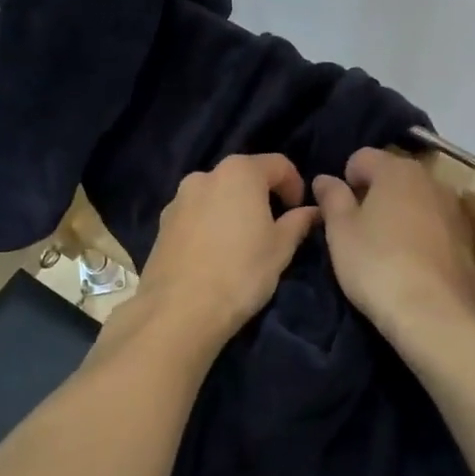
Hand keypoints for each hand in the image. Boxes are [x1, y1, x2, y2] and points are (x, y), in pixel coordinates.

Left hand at [129, 153, 318, 353]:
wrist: (180, 310)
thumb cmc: (241, 272)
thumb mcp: (280, 249)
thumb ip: (298, 223)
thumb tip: (312, 211)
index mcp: (239, 172)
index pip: (278, 165)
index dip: (295, 186)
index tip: (300, 213)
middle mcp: (204, 176)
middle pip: (243, 177)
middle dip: (262, 196)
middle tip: (273, 228)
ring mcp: (178, 199)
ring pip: (216, 196)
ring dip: (233, 210)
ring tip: (242, 244)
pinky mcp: (162, 224)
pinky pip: (196, 215)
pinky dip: (210, 225)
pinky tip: (215, 255)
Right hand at [314, 147, 474, 340]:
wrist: (433, 313)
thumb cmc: (377, 265)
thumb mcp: (340, 232)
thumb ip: (332, 198)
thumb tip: (325, 178)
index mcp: (397, 170)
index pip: (362, 157)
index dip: (345, 179)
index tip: (338, 210)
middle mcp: (431, 179)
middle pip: (393, 176)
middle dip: (375, 195)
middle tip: (358, 230)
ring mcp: (454, 208)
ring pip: (417, 200)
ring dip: (400, 214)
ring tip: (385, 249)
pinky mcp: (468, 238)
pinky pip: (435, 225)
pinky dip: (421, 234)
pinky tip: (411, 264)